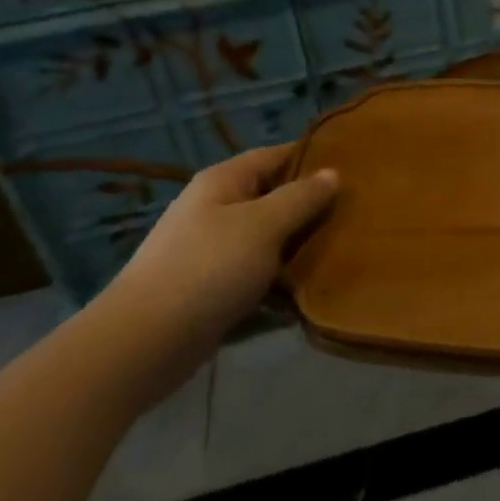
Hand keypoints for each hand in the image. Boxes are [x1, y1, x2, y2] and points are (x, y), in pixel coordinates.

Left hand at [97, 145, 337, 398]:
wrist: (142, 345)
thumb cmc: (207, 270)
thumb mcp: (263, 226)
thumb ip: (301, 198)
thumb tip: (332, 172)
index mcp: (224, 182)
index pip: (276, 155)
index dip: (313, 157)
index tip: (355, 167)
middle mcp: (217, 209)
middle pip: (274, 198)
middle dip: (312, 207)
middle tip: (357, 214)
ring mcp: (213, 252)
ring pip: (269, 241)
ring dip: (300, 248)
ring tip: (345, 252)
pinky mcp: (213, 290)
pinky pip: (257, 277)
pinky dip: (281, 284)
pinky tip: (311, 293)